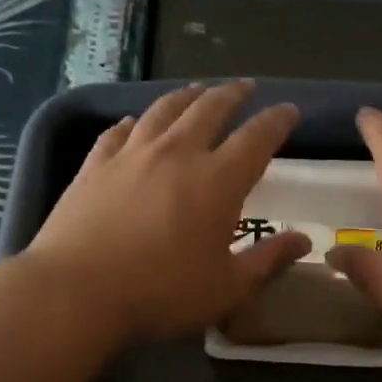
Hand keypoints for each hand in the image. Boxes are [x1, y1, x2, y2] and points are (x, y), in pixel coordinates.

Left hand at [25, 81, 309, 341]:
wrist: (77, 291)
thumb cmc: (161, 293)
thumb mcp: (227, 288)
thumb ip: (268, 260)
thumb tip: (304, 241)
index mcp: (218, 180)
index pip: (257, 138)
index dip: (277, 121)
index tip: (289, 111)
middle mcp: (177, 153)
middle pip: (210, 109)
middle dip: (233, 95)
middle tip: (245, 88)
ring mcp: (132, 154)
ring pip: (164, 110)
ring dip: (187, 96)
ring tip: (197, 91)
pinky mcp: (95, 165)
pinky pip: (119, 131)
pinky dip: (135, 122)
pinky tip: (135, 122)